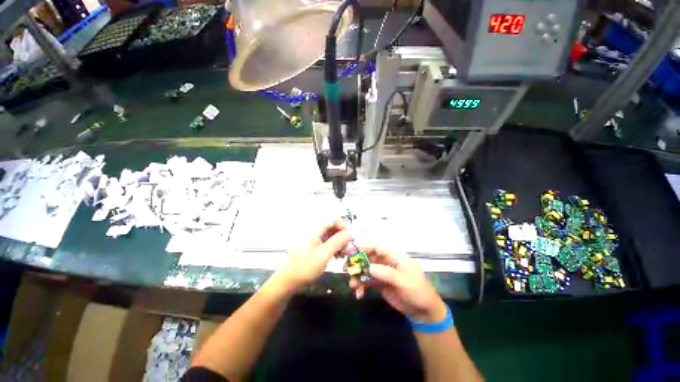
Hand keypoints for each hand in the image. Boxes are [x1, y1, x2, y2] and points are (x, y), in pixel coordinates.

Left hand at [276, 219, 351, 288]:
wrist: (288, 280)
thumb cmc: (305, 267)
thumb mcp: (324, 254)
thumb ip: (338, 241)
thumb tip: (351, 232)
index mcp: (315, 230)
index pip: (333, 220)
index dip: (343, 226)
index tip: (349, 238)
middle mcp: (314, 231)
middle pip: (333, 227)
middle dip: (342, 236)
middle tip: (346, 249)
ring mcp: (313, 239)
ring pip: (331, 235)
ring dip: (338, 243)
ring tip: (341, 255)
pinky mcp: (313, 246)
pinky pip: (327, 242)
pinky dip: (333, 247)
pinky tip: (335, 256)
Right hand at [350, 246, 447, 322]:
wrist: (422, 311)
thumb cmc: (418, 291)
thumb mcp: (404, 281)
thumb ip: (387, 273)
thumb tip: (369, 267)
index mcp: (394, 255)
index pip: (378, 246)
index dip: (365, 245)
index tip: (353, 249)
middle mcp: (386, 261)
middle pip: (369, 256)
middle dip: (357, 260)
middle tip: (347, 267)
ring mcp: (382, 271)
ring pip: (365, 268)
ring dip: (357, 275)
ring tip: (353, 285)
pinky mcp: (379, 282)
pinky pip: (367, 280)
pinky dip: (361, 286)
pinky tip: (359, 294)